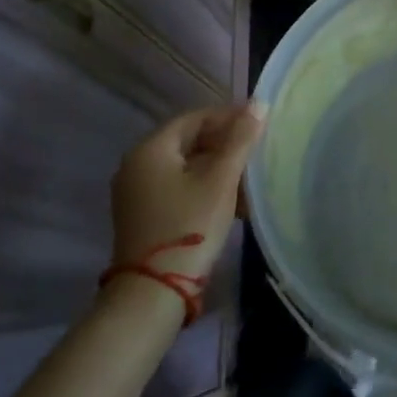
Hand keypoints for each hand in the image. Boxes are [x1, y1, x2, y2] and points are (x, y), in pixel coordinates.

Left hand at [109, 102, 263, 298]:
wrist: (153, 292)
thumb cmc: (189, 225)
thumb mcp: (221, 179)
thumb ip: (240, 139)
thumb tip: (258, 103)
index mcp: (150, 149)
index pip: (194, 118)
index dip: (229, 117)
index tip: (259, 123)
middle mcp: (137, 165)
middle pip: (188, 141)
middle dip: (225, 144)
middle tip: (257, 149)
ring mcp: (137, 192)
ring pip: (186, 166)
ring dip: (218, 167)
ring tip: (250, 177)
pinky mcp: (143, 215)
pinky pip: (178, 187)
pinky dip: (204, 186)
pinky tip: (232, 200)